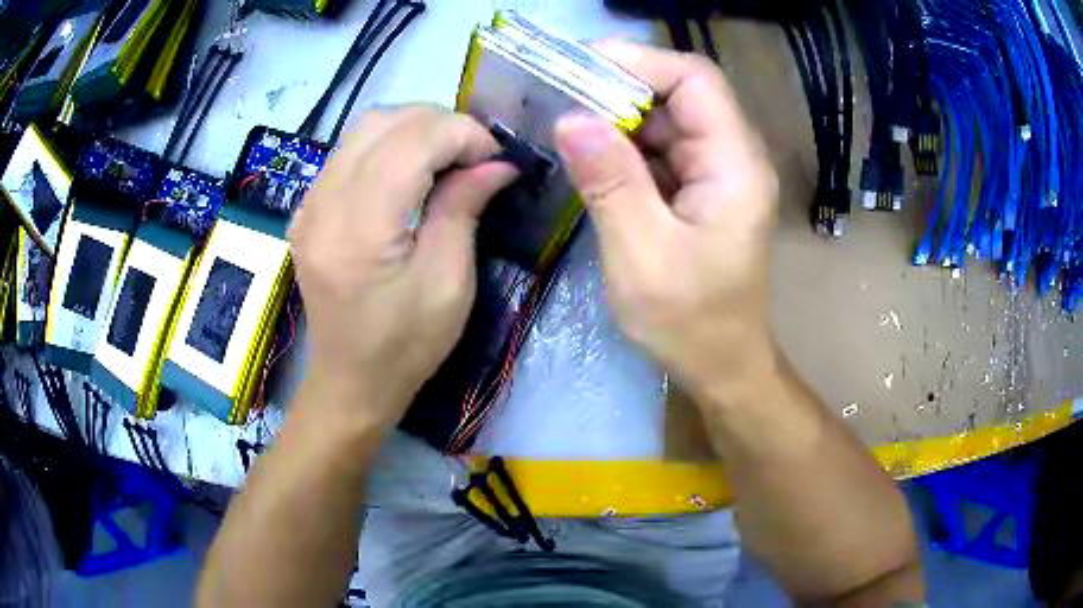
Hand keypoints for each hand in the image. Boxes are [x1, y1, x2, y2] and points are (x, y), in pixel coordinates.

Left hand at [289, 105, 516, 426]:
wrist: (350, 383)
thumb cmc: (405, 346)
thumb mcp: (448, 282)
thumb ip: (464, 208)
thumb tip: (497, 163)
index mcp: (359, 227)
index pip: (413, 139)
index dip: (463, 135)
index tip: (496, 159)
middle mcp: (322, 203)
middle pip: (384, 121)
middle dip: (440, 124)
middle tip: (475, 157)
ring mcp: (308, 204)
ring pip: (364, 128)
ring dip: (414, 130)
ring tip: (447, 159)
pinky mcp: (307, 210)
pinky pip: (349, 152)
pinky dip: (388, 146)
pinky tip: (409, 173)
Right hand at [554, 42, 778, 401]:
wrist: (721, 364)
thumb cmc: (690, 322)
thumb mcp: (641, 254)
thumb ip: (609, 182)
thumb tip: (570, 119)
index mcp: (735, 165)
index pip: (695, 80)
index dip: (638, 62)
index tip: (576, 68)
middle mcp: (733, 156)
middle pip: (679, 93)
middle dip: (618, 87)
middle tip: (557, 95)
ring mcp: (716, 171)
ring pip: (665, 118)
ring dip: (616, 115)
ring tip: (563, 121)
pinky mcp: (699, 187)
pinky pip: (660, 148)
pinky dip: (623, 144)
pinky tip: (588, 152)